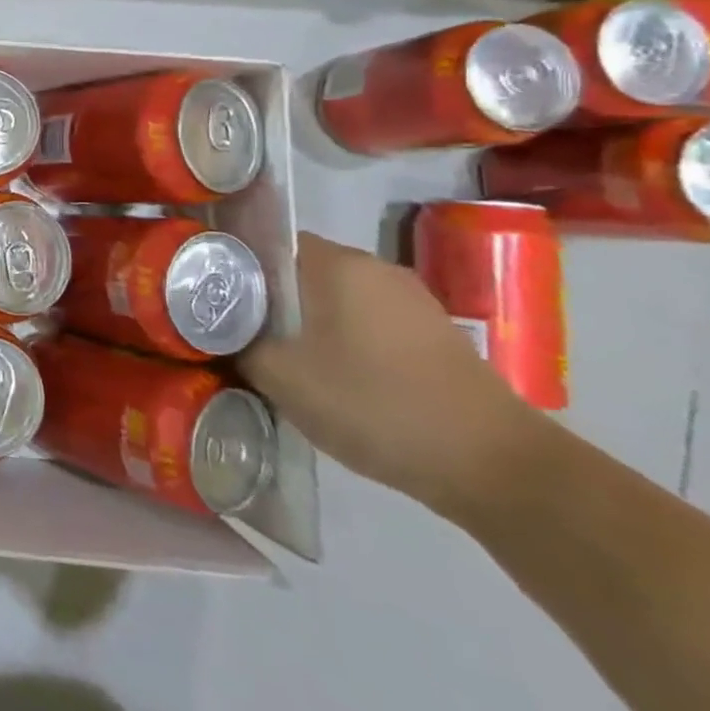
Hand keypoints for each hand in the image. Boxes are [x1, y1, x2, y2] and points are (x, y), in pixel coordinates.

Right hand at [238, 231, 537, 515]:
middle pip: (302, 271)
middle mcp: (376, 269)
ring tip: (282, 360)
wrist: (495, 468)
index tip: (214, 297)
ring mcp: (413, 302)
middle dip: (269, 298)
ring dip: (307, 323)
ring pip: (336, 300)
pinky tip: (334, 380)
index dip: (235, 265)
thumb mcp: (282, 377)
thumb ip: (238, 344)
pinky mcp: (436, 337)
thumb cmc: (374, 404)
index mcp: (337, 263)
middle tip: (239, 332)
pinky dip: (344, 342)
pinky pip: (368, 324)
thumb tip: (221, 333)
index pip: (268, 242)